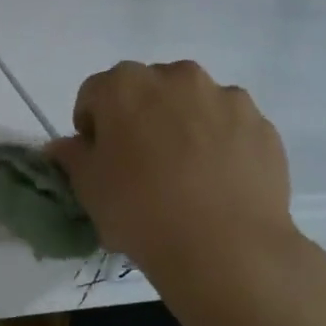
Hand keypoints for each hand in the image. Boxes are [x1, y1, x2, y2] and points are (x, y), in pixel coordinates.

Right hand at [48, 61, 325, 325]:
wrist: (226, 248)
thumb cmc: (140, 211)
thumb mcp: (88, 188)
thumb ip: (72, 156)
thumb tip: (64, 146)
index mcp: (124, 85)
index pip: (95, 93)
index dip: (92, 125)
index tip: (98, 158)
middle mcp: (175, 77)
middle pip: (146, 90)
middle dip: (139, 117)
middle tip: (141, 163)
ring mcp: (224, 97)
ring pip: (191, 103)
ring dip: (182, 124)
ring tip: (186, 173)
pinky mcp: (261, 124)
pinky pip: (229, 125)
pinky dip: (220, 142)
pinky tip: (218, 181)